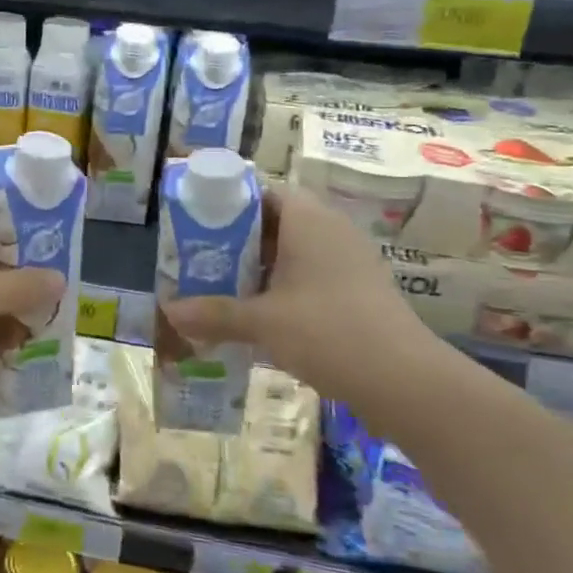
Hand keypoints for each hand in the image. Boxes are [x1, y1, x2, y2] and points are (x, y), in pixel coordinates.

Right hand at [163, 184, 425, 400]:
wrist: (403, 380)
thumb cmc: (326, 332)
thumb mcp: (261, 322)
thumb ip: (214, 313)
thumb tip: (169, 311)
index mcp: (308, 220)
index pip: (263, 192)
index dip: (229, 204)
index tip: (199, 225)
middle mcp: (331, 230)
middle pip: (276, 222)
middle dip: (238, 240)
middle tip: (203, 259)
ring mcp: (350, 260)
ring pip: (295, 251)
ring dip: (261, 267)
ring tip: (224, 287)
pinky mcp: (359, 290)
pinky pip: (312, 275)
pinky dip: (284, 287)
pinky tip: (261, 315)